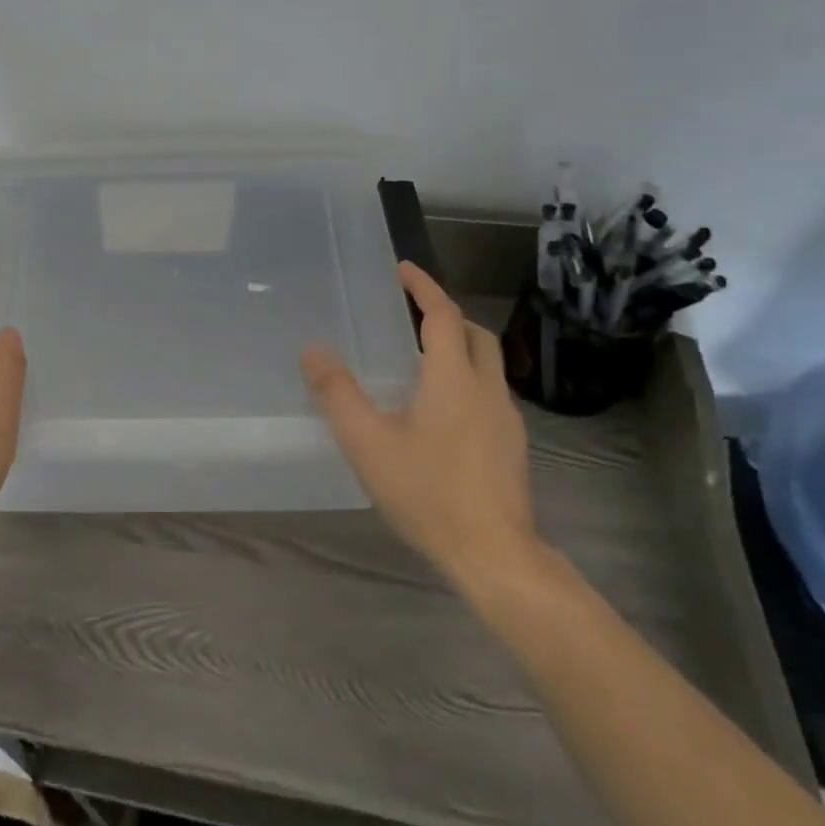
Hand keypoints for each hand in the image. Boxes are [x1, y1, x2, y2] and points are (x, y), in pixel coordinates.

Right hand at [301, 262, 541, 594]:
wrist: (496, 556)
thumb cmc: (428, 493)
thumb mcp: (368, 443)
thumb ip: (337, 394)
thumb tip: (313, 350)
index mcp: (453, 378)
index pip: (442, 315)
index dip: (423, 287)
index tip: (403, 268)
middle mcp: (487, 389)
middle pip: (474, 334)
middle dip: (446, 314)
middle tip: (412, 313)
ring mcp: (506, 419)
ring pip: (486, 365)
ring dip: (458, 348)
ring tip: (420, 361)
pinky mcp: (512, 447)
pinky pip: (488, 393)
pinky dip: (465, 380)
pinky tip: (441, 412)